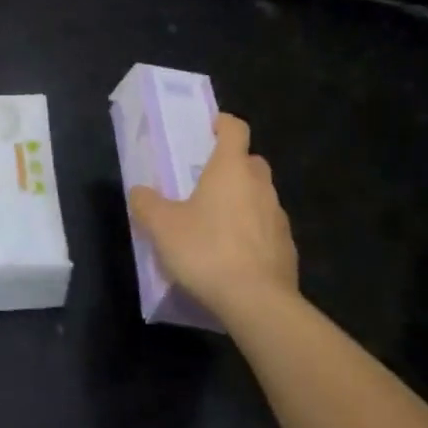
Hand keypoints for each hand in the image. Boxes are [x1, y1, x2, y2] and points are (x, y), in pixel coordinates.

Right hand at [129, 114, 297, 326]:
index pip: (236, 129)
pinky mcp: (288, 249)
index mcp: (231, 169)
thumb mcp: (161, 226)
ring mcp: (279, 217)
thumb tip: (139, 191)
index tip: (208, 130)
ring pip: (261, 197)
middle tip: (206, 182)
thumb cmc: (206, 250)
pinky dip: (253, 234)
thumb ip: (146, 203)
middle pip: (251, 162)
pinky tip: (234, 256)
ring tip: (217, 225)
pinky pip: (268, 230)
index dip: (223, 124)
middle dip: (233, 166)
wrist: (258, 303)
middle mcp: (260, 185)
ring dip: (243, 202)